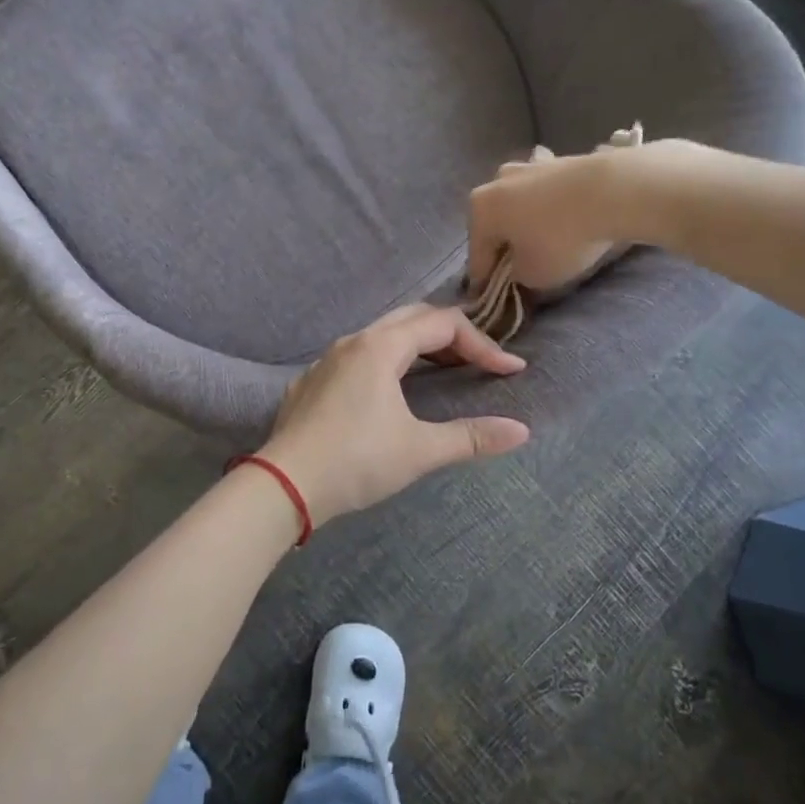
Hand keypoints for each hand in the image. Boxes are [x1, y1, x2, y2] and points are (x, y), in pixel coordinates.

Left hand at [258, 305, 530, 525]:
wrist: (283, 485)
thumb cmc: (356, 461)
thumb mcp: (419, 450)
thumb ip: (471, 437)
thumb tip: (521, 431)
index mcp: (381, 347)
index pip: (443, 325)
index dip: (483, 344)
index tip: (510, 371)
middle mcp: (353, 342)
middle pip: (412, 318)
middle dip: (451, 335)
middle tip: (478, 362)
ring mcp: (326, 361)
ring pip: (381, 336)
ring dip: (418, 346)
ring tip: (443, 371)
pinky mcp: (310, 383)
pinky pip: (357, 357)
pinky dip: (387, 362)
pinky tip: (389, 393)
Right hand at [466, 146, 632, 293]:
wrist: (611, 191)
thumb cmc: (560, 238)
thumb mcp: (533, 275)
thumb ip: (517, 276)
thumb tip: (519, 268)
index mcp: (480, 209)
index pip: (477, 255)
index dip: (485, 281)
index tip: (493, 298)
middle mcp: (496, 181)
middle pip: (497, 225)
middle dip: (506, 246)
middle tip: (520, 270)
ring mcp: (528, 166)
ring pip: (521, 206)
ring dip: (527, 224)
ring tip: (546, 245)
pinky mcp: (559, 161)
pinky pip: (547, 195)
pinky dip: (551, 209)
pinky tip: (566, 221)